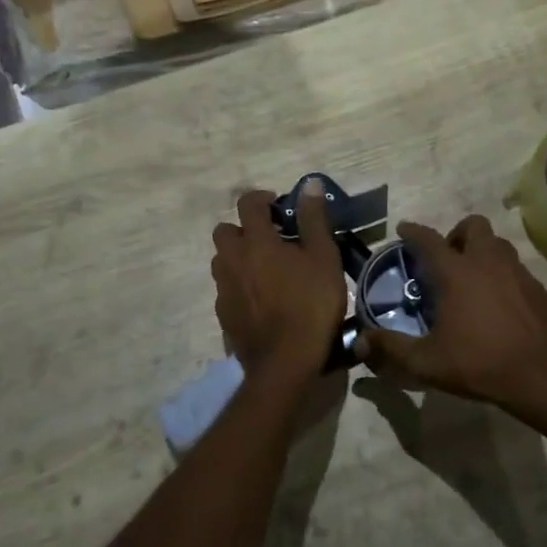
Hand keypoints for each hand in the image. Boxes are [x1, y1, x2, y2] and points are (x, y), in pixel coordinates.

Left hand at [211, 184, 347, 377]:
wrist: (285, 362)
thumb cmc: (310, 305)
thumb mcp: (324, 258)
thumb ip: (313, 219)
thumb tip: (308, 184)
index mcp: (256, 241)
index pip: (248, 203)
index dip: (263, 198)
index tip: (280, 206)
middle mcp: (232, 259)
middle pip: (226, 231)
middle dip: (244, 229)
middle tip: (271, 241)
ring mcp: (223, 288)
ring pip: (223, 261)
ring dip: (239, 257)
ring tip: (266, 271)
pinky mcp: (223, 314)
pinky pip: (226, 289)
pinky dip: (239, 286)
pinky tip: (261, 300)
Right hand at [355, 215, 546, 411]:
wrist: (543, 378)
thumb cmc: (479, 364)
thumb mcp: (426, 362)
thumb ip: (392, 348)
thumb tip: (362, 343)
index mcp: (457, 273)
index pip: (428, 239)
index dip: (413, 231)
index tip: (404, 230)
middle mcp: (487, 262)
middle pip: (472, 225)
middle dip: (456, 234)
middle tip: (446, 259)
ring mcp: (517, 273)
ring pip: (497, 243)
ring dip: (481, 250)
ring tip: (471, 278)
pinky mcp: (537, 288)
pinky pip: (515, 267)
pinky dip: (501, 272)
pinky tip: (496, 301)